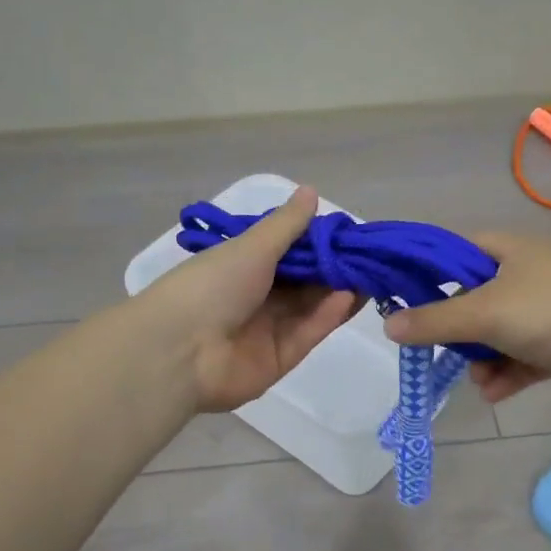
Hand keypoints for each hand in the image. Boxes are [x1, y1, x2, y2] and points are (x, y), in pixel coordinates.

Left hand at [136, 187, 360, 412]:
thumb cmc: (211, 285)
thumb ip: (286, 225)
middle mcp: (256, 296)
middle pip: (304, 282)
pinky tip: (351, 297)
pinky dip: (328, 315)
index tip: (350, 234)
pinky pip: (308, 332)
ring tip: (370, 275)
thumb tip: (311, 191)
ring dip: (338, 291)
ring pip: (311, 307)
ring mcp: (268, 329)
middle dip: (335, 269)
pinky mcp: (280, 359)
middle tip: (371, 256)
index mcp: (242, 266)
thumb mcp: (251, 246)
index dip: (318, 243)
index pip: (288, 252)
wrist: (179, 351)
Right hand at [383, 233, 550, 404]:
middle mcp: (527, 275)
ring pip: (499, 334)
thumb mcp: (485, 313)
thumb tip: (389, 326)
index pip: (456, 252)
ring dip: (484, 359)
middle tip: (440, 352)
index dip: (428, 273)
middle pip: (475, 299)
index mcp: (508, 251)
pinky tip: (495, 393)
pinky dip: (509, 374)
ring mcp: (548, 310)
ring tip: (478, 381)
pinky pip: (524, 357)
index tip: (403, 300)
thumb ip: (436, 320)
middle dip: (457, 331)